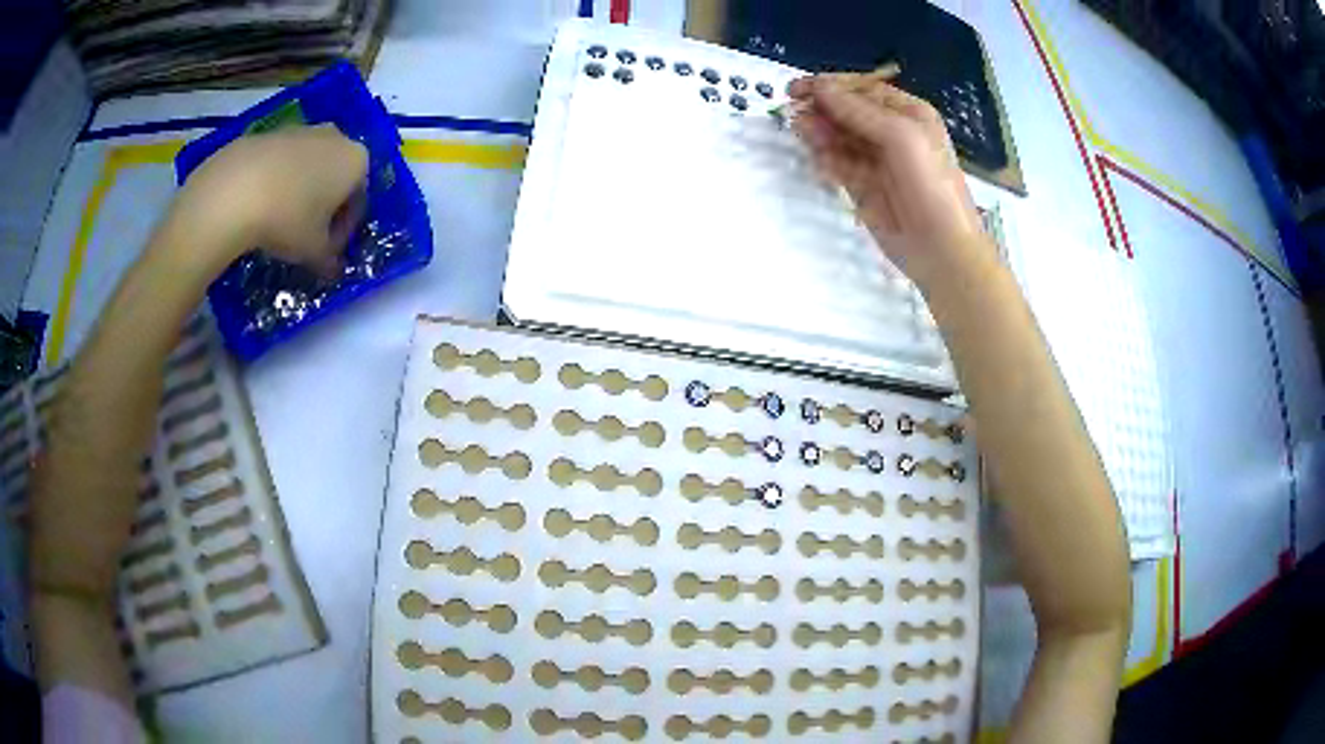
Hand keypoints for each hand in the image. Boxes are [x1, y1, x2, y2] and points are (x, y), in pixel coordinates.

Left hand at [164, 124, 368, 277]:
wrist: (233, 192)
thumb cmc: (287, 220)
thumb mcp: (313, 252)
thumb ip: (329, 260)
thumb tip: (333, 269)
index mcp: (356, 161)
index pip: (358, 199)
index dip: (344, 230)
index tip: (328, 251)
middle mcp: (334, 137)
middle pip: (334, 175)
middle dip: (324, 204)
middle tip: (306, 235)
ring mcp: (299, 130)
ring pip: (306, 165)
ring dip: (299, 191)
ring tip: (278, 222)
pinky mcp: (267, 133)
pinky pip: (278, 162)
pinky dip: (274, 182)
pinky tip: (257, 207)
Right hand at [788, 74, 987, 285]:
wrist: (942, 249)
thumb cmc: (929, 184)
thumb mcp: (900, 136)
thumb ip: (858, 110)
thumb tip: (820, 88)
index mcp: (909, 114)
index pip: (862, 89)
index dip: (830, 86)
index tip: (797, 89)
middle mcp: (892, 132)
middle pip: (847, 111)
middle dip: (821, 109)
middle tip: (794, 112)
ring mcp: (876, 160)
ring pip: (839, 137)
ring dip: (819, 132)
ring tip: (801, 132)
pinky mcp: (863, 187)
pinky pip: (838, 164)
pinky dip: (825, 159)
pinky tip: (818, 159)